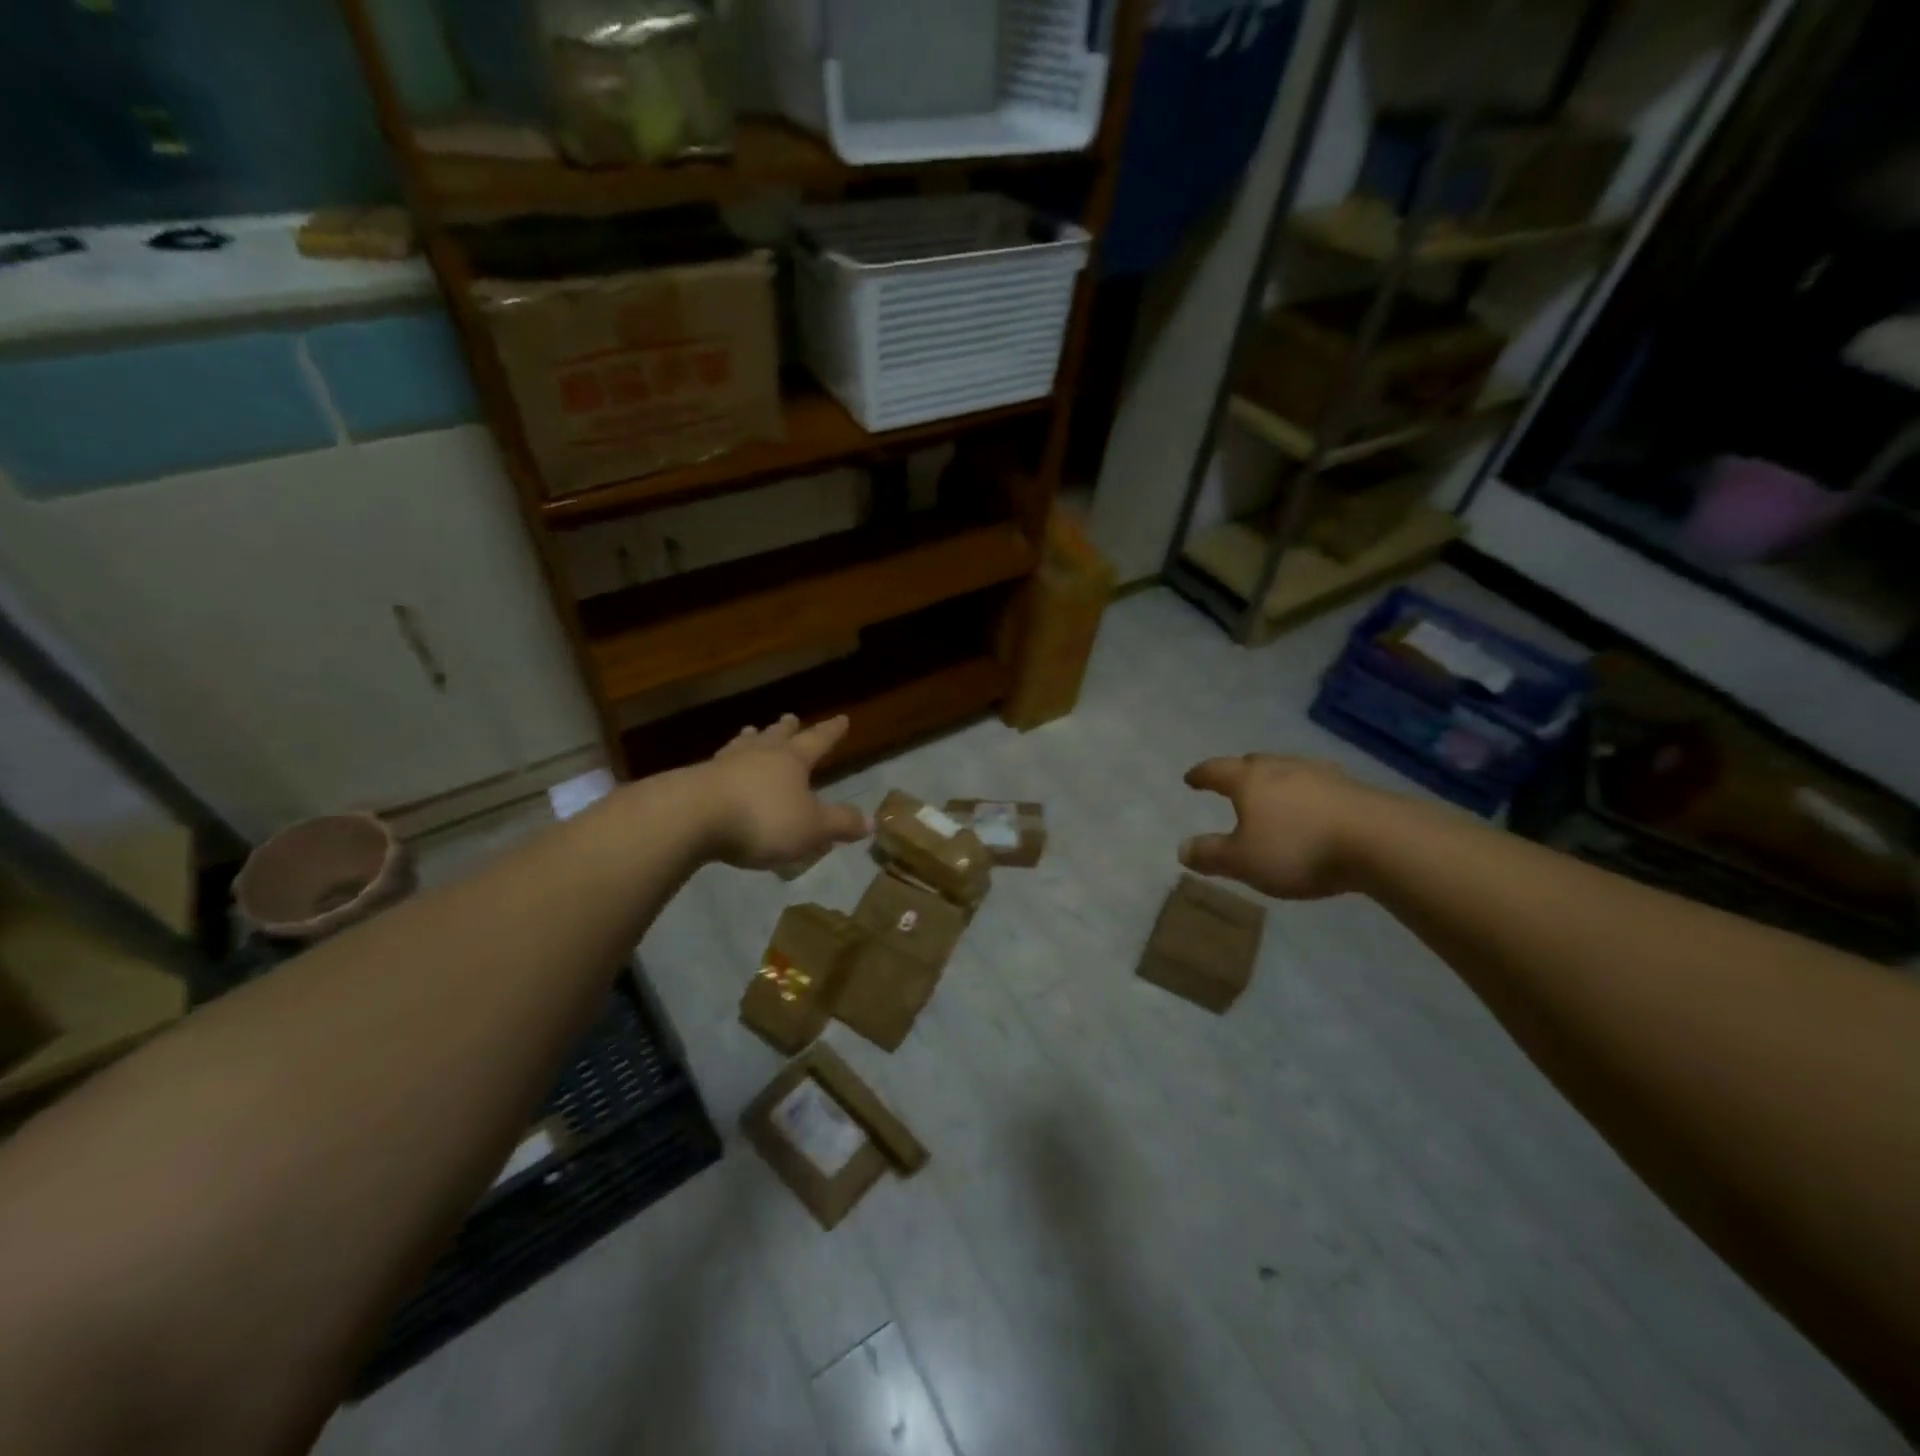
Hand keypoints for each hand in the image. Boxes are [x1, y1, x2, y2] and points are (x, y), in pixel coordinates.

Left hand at [700, 714, 869, 869]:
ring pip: (743, 745)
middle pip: (776, 737)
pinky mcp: (695, 781)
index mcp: (791, 761)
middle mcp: (759, 755)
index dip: (831, 732)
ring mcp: (724, 765)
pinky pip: (717, 766)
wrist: (692, 817)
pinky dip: (725, 763)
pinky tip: (718, 767)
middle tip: (790, 717)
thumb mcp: (811, 827)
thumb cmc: (762, 819)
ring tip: (751, 731)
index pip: (817, 741)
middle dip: (786, 729)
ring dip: (751, 738)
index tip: (842, 718)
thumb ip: (840, 823)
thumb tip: (870, 821)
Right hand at [1179, 755, 1380, 899]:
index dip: (1201, 775)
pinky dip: (1306, 795)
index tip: (1190, 778)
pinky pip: (1317, 786)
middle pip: (1253, 763)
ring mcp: (1321, 774)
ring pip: (1288, 771)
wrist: (1380, 841)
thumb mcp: (1243, 861)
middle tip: (1231, 783)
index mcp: (1249, 780)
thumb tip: (1181, 848)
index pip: (1216, 770)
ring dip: (1276, 781)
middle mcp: (1282, 767)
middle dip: (1239, 772)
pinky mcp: (1353, 789)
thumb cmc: (1298, 848)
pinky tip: (1312, 809)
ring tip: (1272, 796)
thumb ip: (1211, 854)